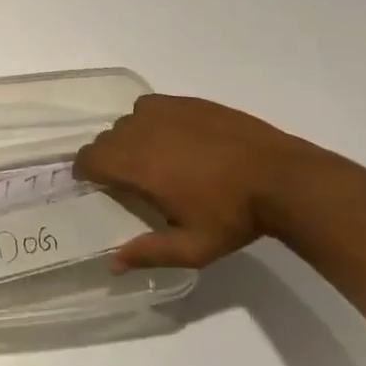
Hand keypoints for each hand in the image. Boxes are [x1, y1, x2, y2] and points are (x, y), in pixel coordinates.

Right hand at [74, 95, 340, 271]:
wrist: (280, 177)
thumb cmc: (232, 216)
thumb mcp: (192, 248)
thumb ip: (148, 253)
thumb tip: (111, 264)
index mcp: (137, 166)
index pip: (89, 158)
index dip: (86, 170)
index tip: (96, 184)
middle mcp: (141, 131)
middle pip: (106, 138)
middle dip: (109, 157)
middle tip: (131, 180)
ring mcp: (164, 111)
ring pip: (127, 121)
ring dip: (130, 138)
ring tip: (155, 159)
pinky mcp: (185, 101)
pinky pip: (150, 107)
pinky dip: (151, 121)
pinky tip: (174, 139)